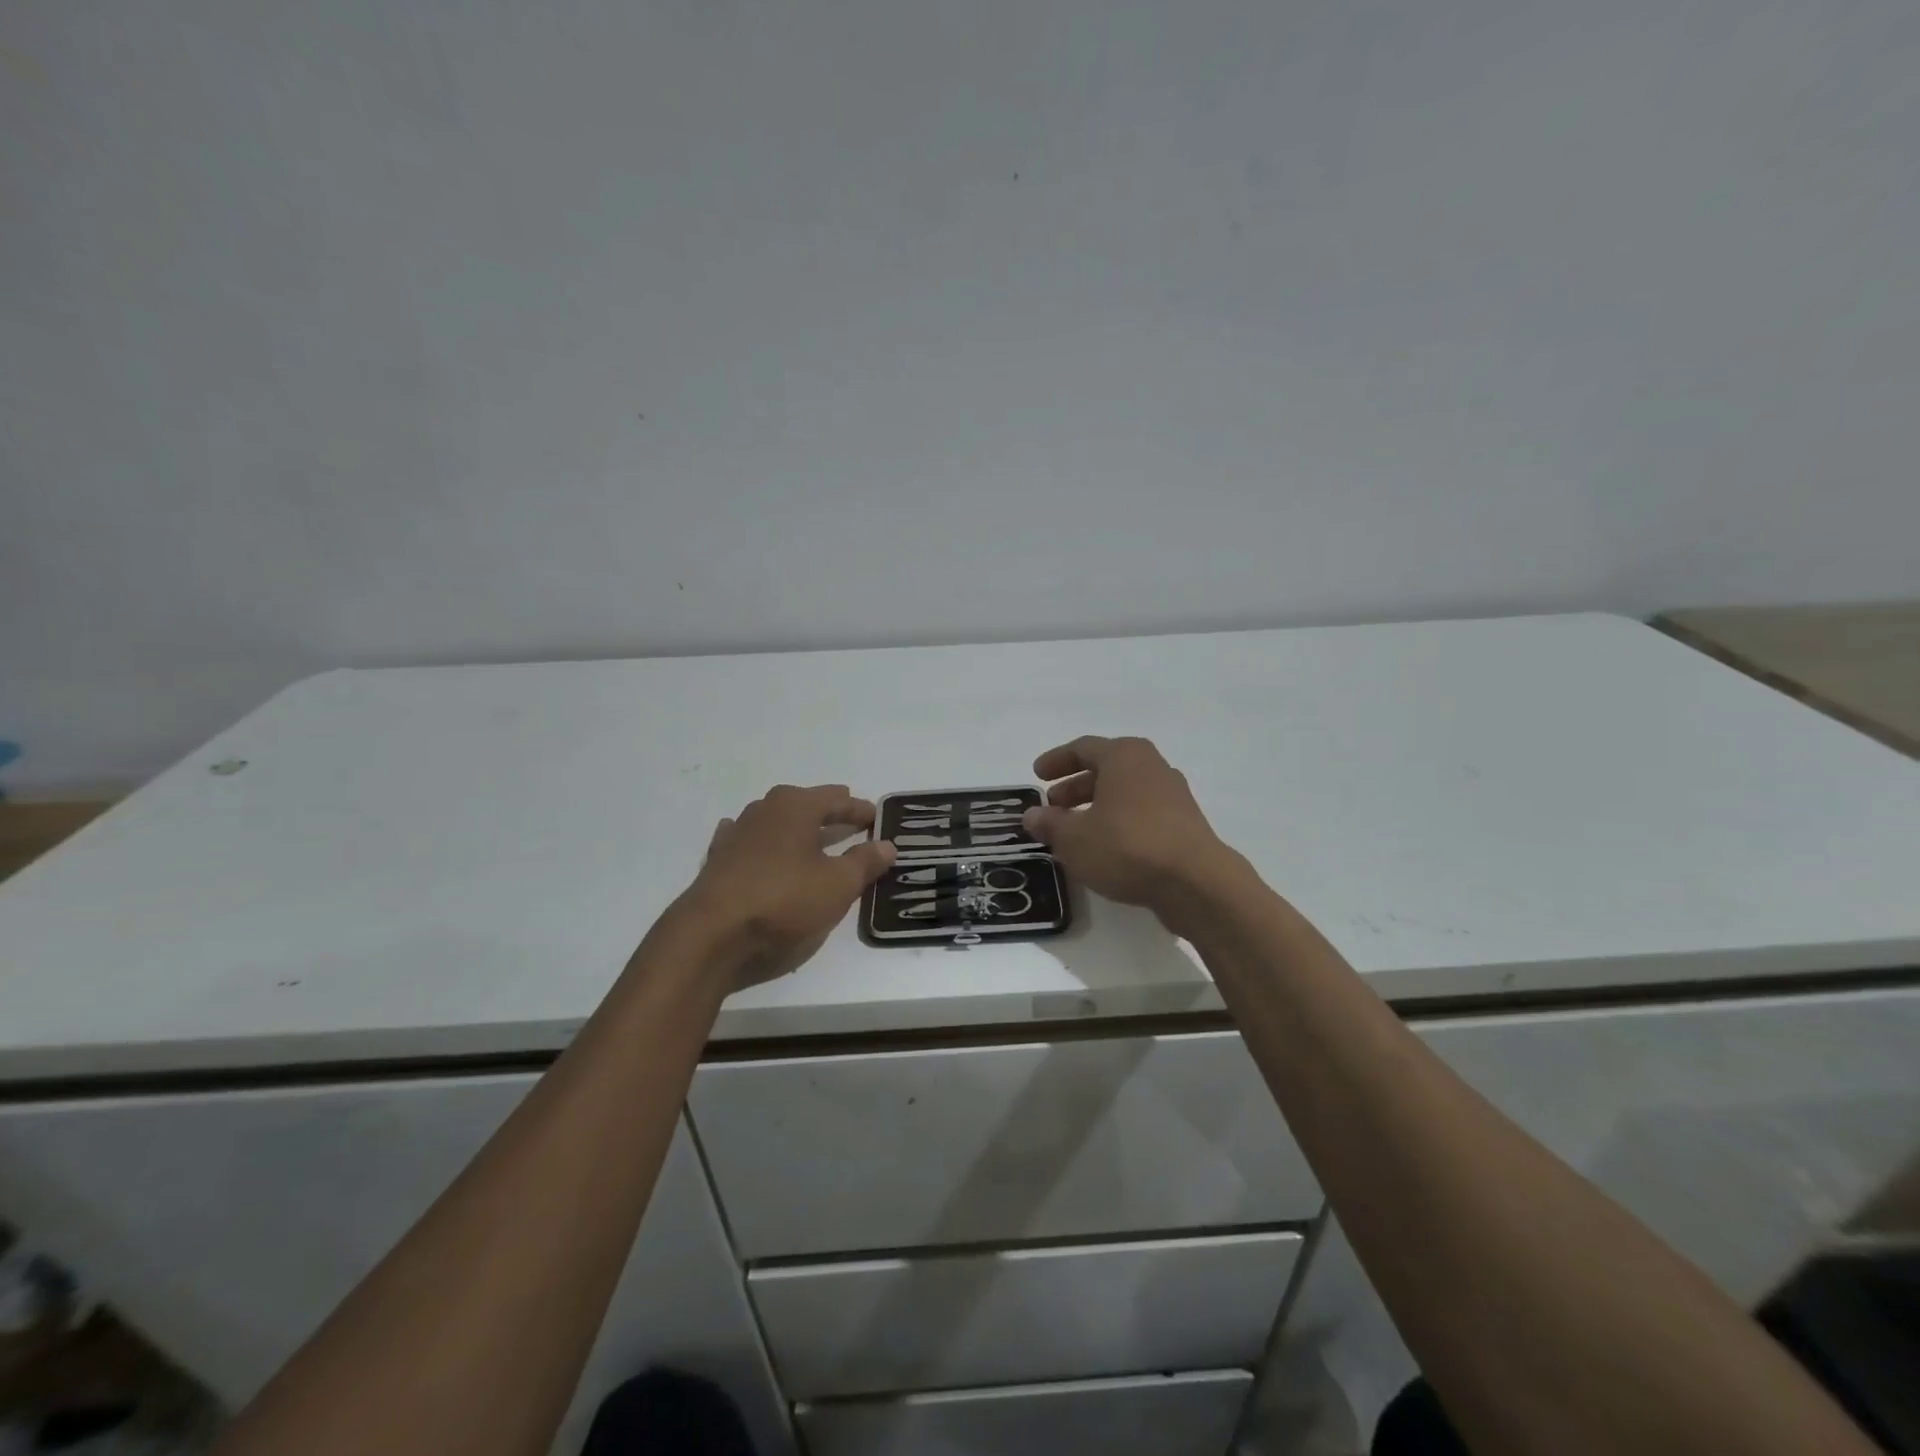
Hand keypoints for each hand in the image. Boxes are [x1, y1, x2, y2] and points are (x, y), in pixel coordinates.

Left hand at [674, 784, 896, 987]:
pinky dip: (763, 844)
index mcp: (796, 806)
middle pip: (805, 804)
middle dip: (829, 813)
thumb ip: (865, 862)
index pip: (837, 799)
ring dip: (796, 828)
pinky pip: (748, 842)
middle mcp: (764, 809)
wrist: (711, 934)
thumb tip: (887, 845)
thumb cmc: (783, 900)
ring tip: (812, 839)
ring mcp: (736, 832)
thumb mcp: (838, 884)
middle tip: (850, 822)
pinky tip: (761, 847)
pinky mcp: (718, 859)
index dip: (860, 810)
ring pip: (775, 821)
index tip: (877, 818)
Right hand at [1023, 736, 1240, 931]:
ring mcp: (1173, 794)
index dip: (1056, 761)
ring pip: (1125, 792)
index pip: (1083, 748)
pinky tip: (1106, 848)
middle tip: (1054, 806)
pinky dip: (1119, 822)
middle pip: (1106, 768)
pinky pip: (1142, 812)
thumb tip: (1032, 815)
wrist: (1196, 882)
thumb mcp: (1075, 838)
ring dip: (1097, 806)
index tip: (1037, 775)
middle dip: (1076, 786)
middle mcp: (1151, 766)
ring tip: (1076, 831)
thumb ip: (1050, 824)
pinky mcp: (1185, 823)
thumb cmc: (1127, 847)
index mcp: (1124, 756)